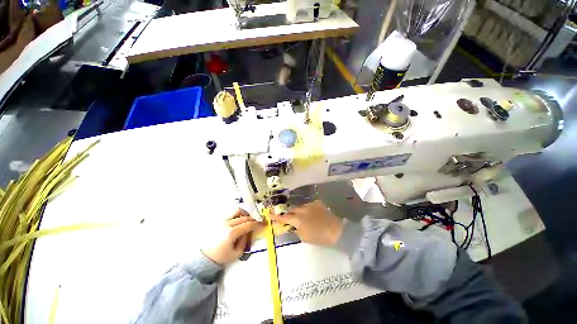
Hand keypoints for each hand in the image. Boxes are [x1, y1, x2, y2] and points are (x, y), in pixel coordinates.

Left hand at [201, 209, 263, 265]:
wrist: (203, 259)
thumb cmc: (220, 258)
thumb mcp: (236, 253)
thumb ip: (245, 241)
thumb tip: (249, 232)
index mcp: (231, 232)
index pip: (248, 224)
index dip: (257, 224)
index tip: (263, 224)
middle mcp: (227, 224)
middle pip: (244, 217)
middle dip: (252, 219)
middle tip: (256, 224)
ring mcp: (221, 221)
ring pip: (236, 211)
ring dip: (244, 214)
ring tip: (246, 220)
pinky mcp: (218, 221)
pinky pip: (230, 214)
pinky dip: (237, 215)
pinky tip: (238, 222)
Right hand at [270, 200, 342, 245]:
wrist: (335, 230)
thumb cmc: (319, 237)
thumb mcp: (304, 237)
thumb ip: (296, 230)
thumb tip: (293, 226)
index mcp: (298, 220)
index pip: (284, 217)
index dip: (276, 216)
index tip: (269, 213)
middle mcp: (302, 210)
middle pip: (291, 209)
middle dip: (290, 213)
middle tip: (291, 218)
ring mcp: (310, 205)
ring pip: (300, 206)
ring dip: (299, 211)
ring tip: (304, 217)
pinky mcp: (317, 203)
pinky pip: (309, 205)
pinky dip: (308, 209)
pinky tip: (313, 214)